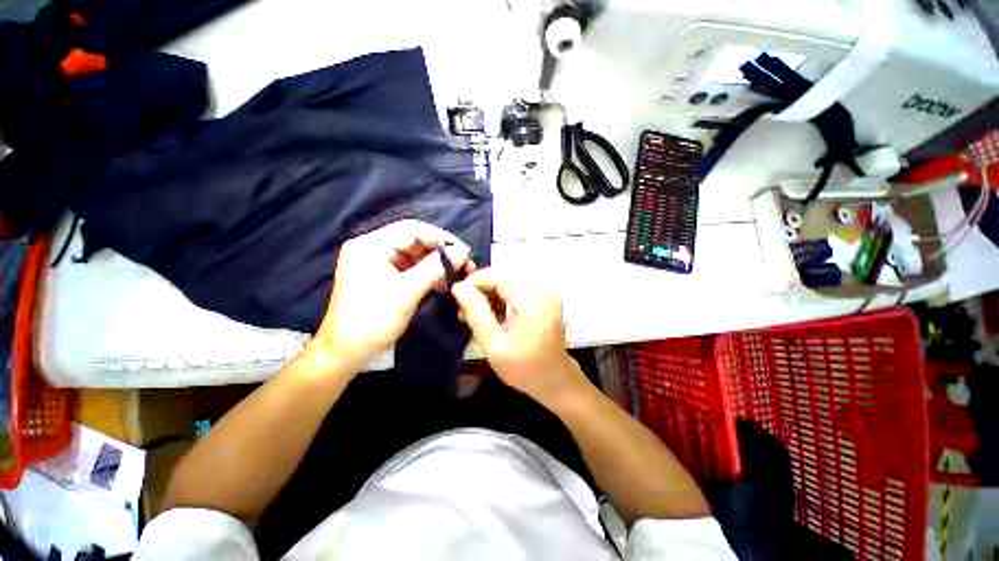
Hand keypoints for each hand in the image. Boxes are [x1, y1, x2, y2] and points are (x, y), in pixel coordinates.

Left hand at [312, 220, 473, 369]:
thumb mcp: (406, 292)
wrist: (346, 352)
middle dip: (440, 251)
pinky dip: (427, 273)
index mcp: (370, 245)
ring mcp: (377, 263)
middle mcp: (373, 248)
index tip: (463, 251)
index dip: (440, 237)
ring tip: (456, 273)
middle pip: (414, 241)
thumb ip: (436, 268)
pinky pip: (410, 268)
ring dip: (436, 263)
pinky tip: (441, 282)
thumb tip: (463, 252)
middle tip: (464, 263)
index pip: (412, 229)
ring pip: (415, 255)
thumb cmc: (372, 320)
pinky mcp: (383, 276)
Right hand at [451, 268, 584, 405]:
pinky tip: (494, 311)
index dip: (475, 281)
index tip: (457, 298)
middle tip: (465, 309)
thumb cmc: (525, 369)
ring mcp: (547, 290)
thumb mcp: (494, 346)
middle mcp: (544, 290)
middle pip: (504, 274)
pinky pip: (518, 284)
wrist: (556, 379)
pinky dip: (502, 294)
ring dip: (490, 290)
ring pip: (509, 277)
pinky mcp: (546, 294)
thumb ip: (476, 314)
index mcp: (534, 304)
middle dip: (481, 287)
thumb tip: (458, 288)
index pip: (499, 276)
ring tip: (477, 313)